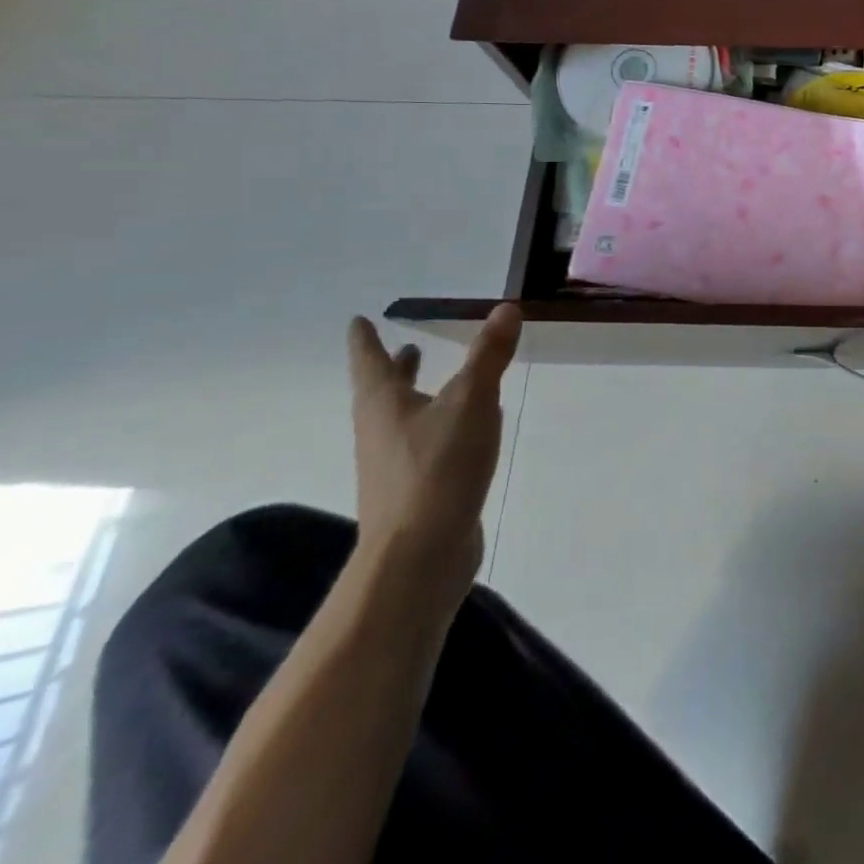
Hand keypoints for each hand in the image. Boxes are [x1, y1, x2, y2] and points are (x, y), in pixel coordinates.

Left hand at [345, 306, 522, 600]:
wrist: (420, 555)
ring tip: (434, 384)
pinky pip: (423, 445)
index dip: (365, 339)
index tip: (357, 321)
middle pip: (383, 391)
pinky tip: (462, 432)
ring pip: (403, 419)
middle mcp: (381, 430)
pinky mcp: (414, 490)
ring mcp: (394, 464)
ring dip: (416, 397)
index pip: (371, 361)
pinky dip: (436, 426)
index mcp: (384, 404)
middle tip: (403, 348)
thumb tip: (506, 307)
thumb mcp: (472, 402)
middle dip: (395, 369)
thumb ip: (489, 356)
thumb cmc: (438, 468)